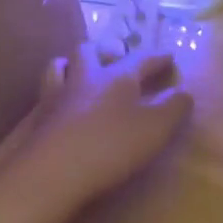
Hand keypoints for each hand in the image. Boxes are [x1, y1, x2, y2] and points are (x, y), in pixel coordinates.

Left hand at [1, 44, 193, 222]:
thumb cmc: (111, 146)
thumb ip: (173, 109)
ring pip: (59, 66)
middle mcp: (85, 78)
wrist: (52, 171)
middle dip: (105, 51)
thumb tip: (185, 92)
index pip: (140, 59)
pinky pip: (44, 95)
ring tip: (77, 71)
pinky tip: (56, 105)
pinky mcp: (37, 119)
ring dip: (70, 65)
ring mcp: (57, 96)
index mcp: (117, 77)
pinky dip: (52, 94)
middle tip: (114, 58)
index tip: (168, 57)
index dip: (156, 58)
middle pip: (90, 52)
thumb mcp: (155, 129)